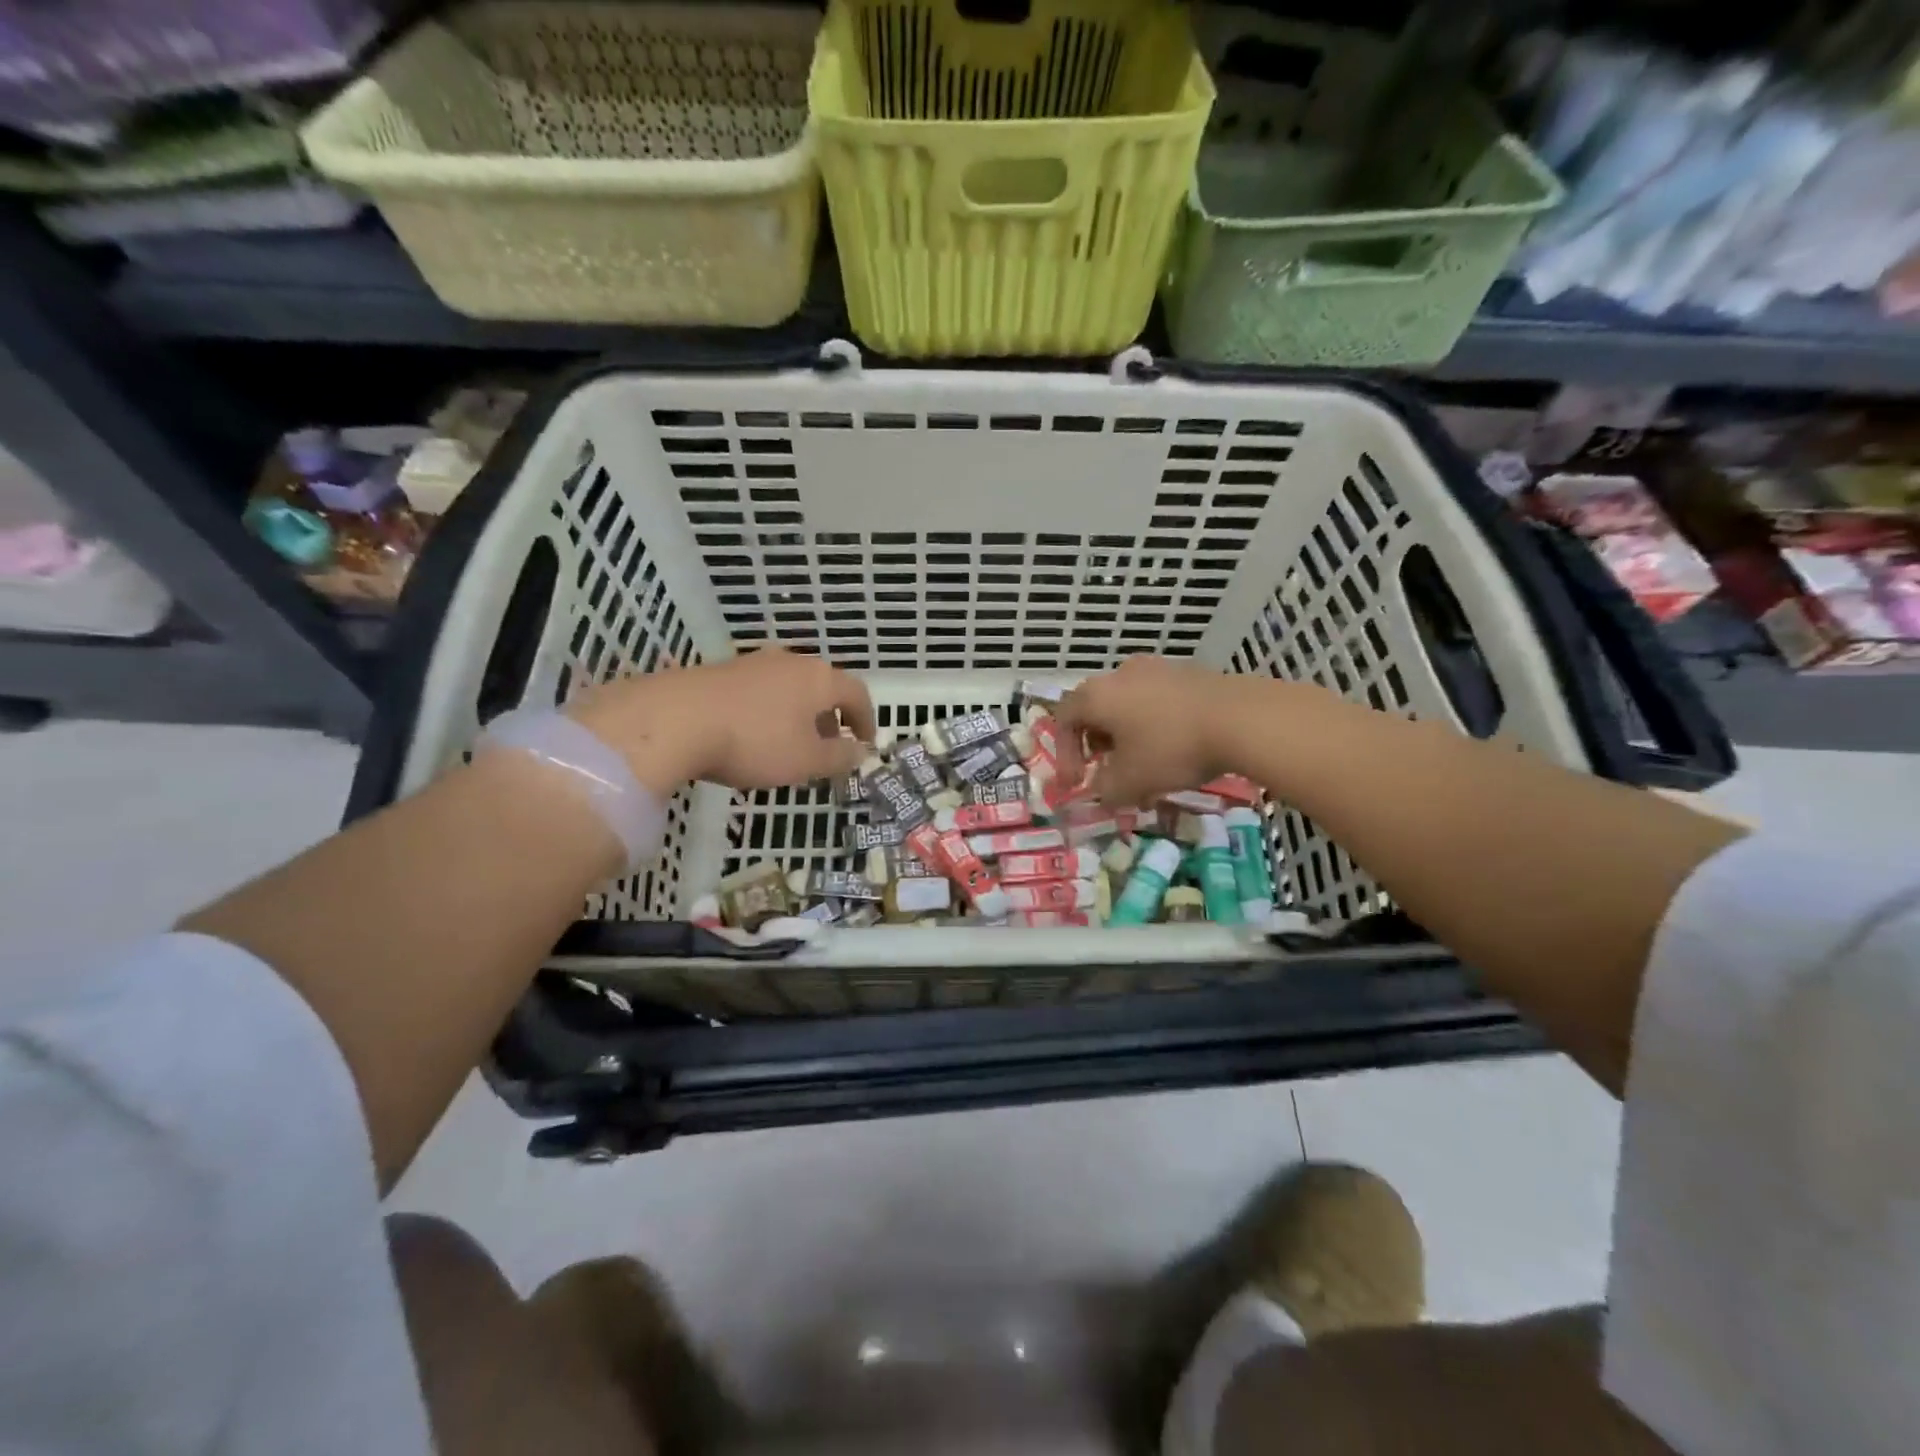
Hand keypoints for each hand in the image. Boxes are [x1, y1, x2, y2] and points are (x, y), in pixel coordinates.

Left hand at [567, 648, 875, 794]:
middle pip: (822, 687)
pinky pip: (759, 692)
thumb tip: (860, 752)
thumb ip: (839, 757)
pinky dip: (769, 713)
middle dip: (830, 719)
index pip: (856, 693)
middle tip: (828, 748)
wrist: (675, 719)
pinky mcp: (721, 672)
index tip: (865, 744)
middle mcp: (790, 662)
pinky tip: (753, 737)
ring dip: (798, 716)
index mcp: (819, 678)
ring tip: (790, 746)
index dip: (867, 720)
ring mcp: (753, 663)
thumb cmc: (756, 741)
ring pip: (789, 689)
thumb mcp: (807, 760)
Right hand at [1053, 656, 1249, 806]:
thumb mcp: (1130, 782)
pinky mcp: (1189, 673)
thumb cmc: (1171, 749)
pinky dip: (1155, 724)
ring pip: (1128, 703)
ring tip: (1144, 762)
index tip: (1078, 783)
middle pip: (1096, 708)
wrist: (1241, 718)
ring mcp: (1158, 669)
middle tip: (1108, 769)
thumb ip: (1105, 790)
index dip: (1065, 754)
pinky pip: (1158, 700)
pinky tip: (1175, 747)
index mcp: (1097, 695)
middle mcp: (1121, 674)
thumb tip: (1101, 792)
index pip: (1064, 719)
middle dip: (1097, 743)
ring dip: (1127, 734)